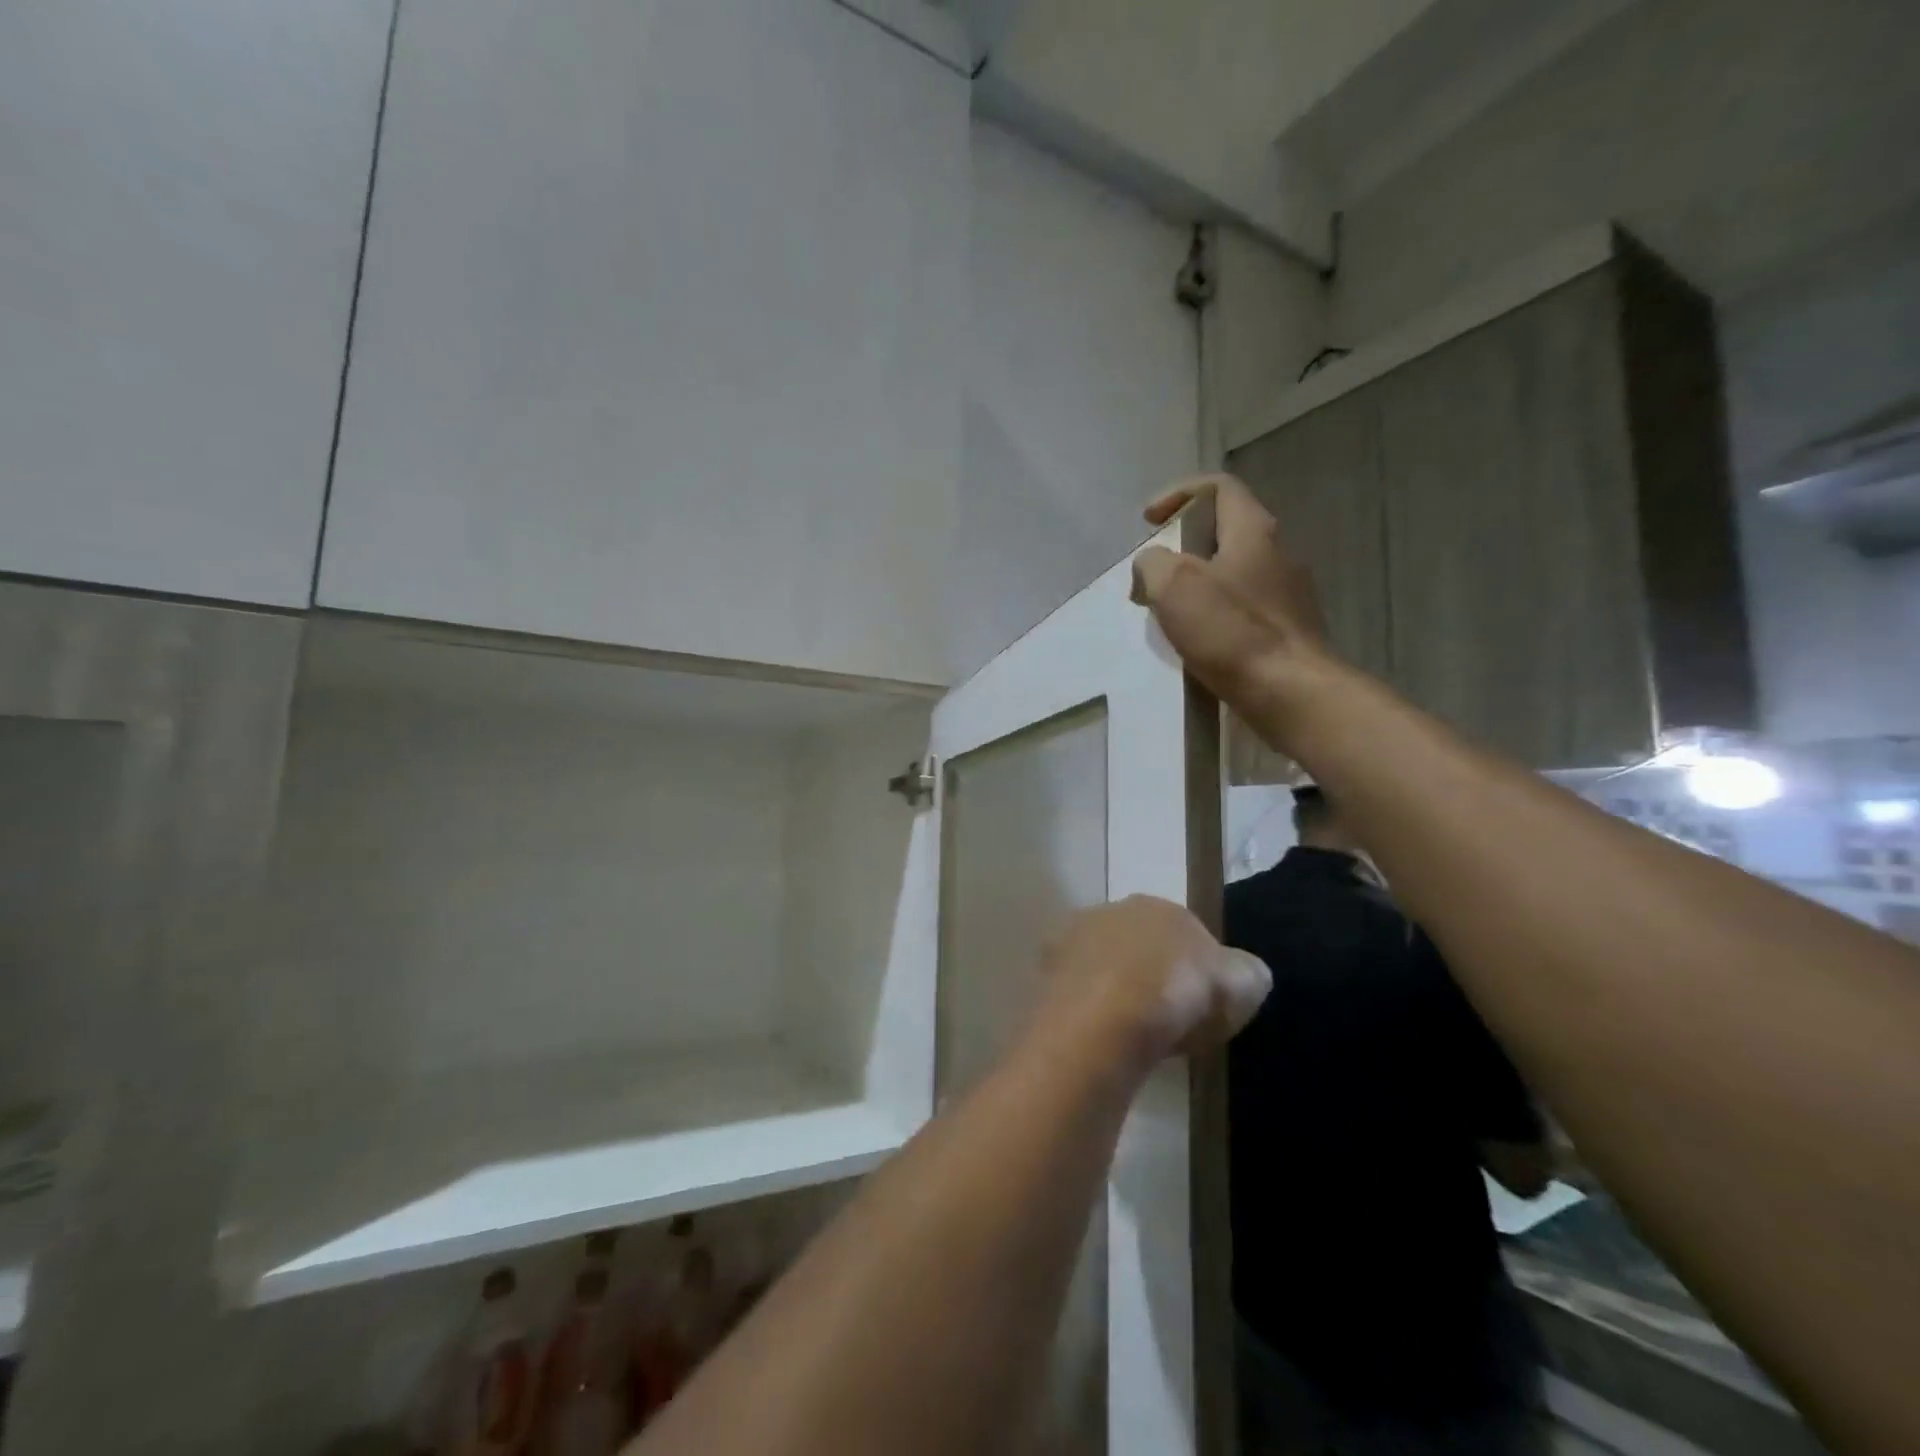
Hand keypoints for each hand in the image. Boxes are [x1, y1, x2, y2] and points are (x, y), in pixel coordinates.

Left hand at [1030, 895, 1270, 1067]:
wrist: (1103, 1023)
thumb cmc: (1177, 996)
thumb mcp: (1241, 984)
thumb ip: (1246, 972)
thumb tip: (1244, 973)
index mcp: (1158, 905)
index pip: (1185, 931)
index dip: (1198, 969)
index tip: (1205, 1006)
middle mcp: (1109, 911)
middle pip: (1138, 945)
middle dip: (1152, 975)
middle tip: (1169, 1021)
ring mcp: (1070, 940)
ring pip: (1104, 966)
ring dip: (1117, 992)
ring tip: (1135, 1036)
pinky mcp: (1043, 975)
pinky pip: (1079, 994)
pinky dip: (1091, 1012)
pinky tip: (1104, 1040)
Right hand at [1131, 474, 1335, 738]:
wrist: (1289, 693)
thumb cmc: (1231, 632)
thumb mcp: (1174, 585)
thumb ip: (1154, 563)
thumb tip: (1152, 566)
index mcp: (1254, 531)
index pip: (1218, 488)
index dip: (1178, 494)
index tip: (1149, 521)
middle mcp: (1278, 554)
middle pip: (1224, 534)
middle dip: (1182, 549)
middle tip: (1153, 577)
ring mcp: (1287, 595)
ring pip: (1232, 575)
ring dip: (1196, 587)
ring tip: (1168, 615)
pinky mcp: (1286, 632)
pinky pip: (1242, 611)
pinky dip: (1214, 618)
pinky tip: (1196, 645)